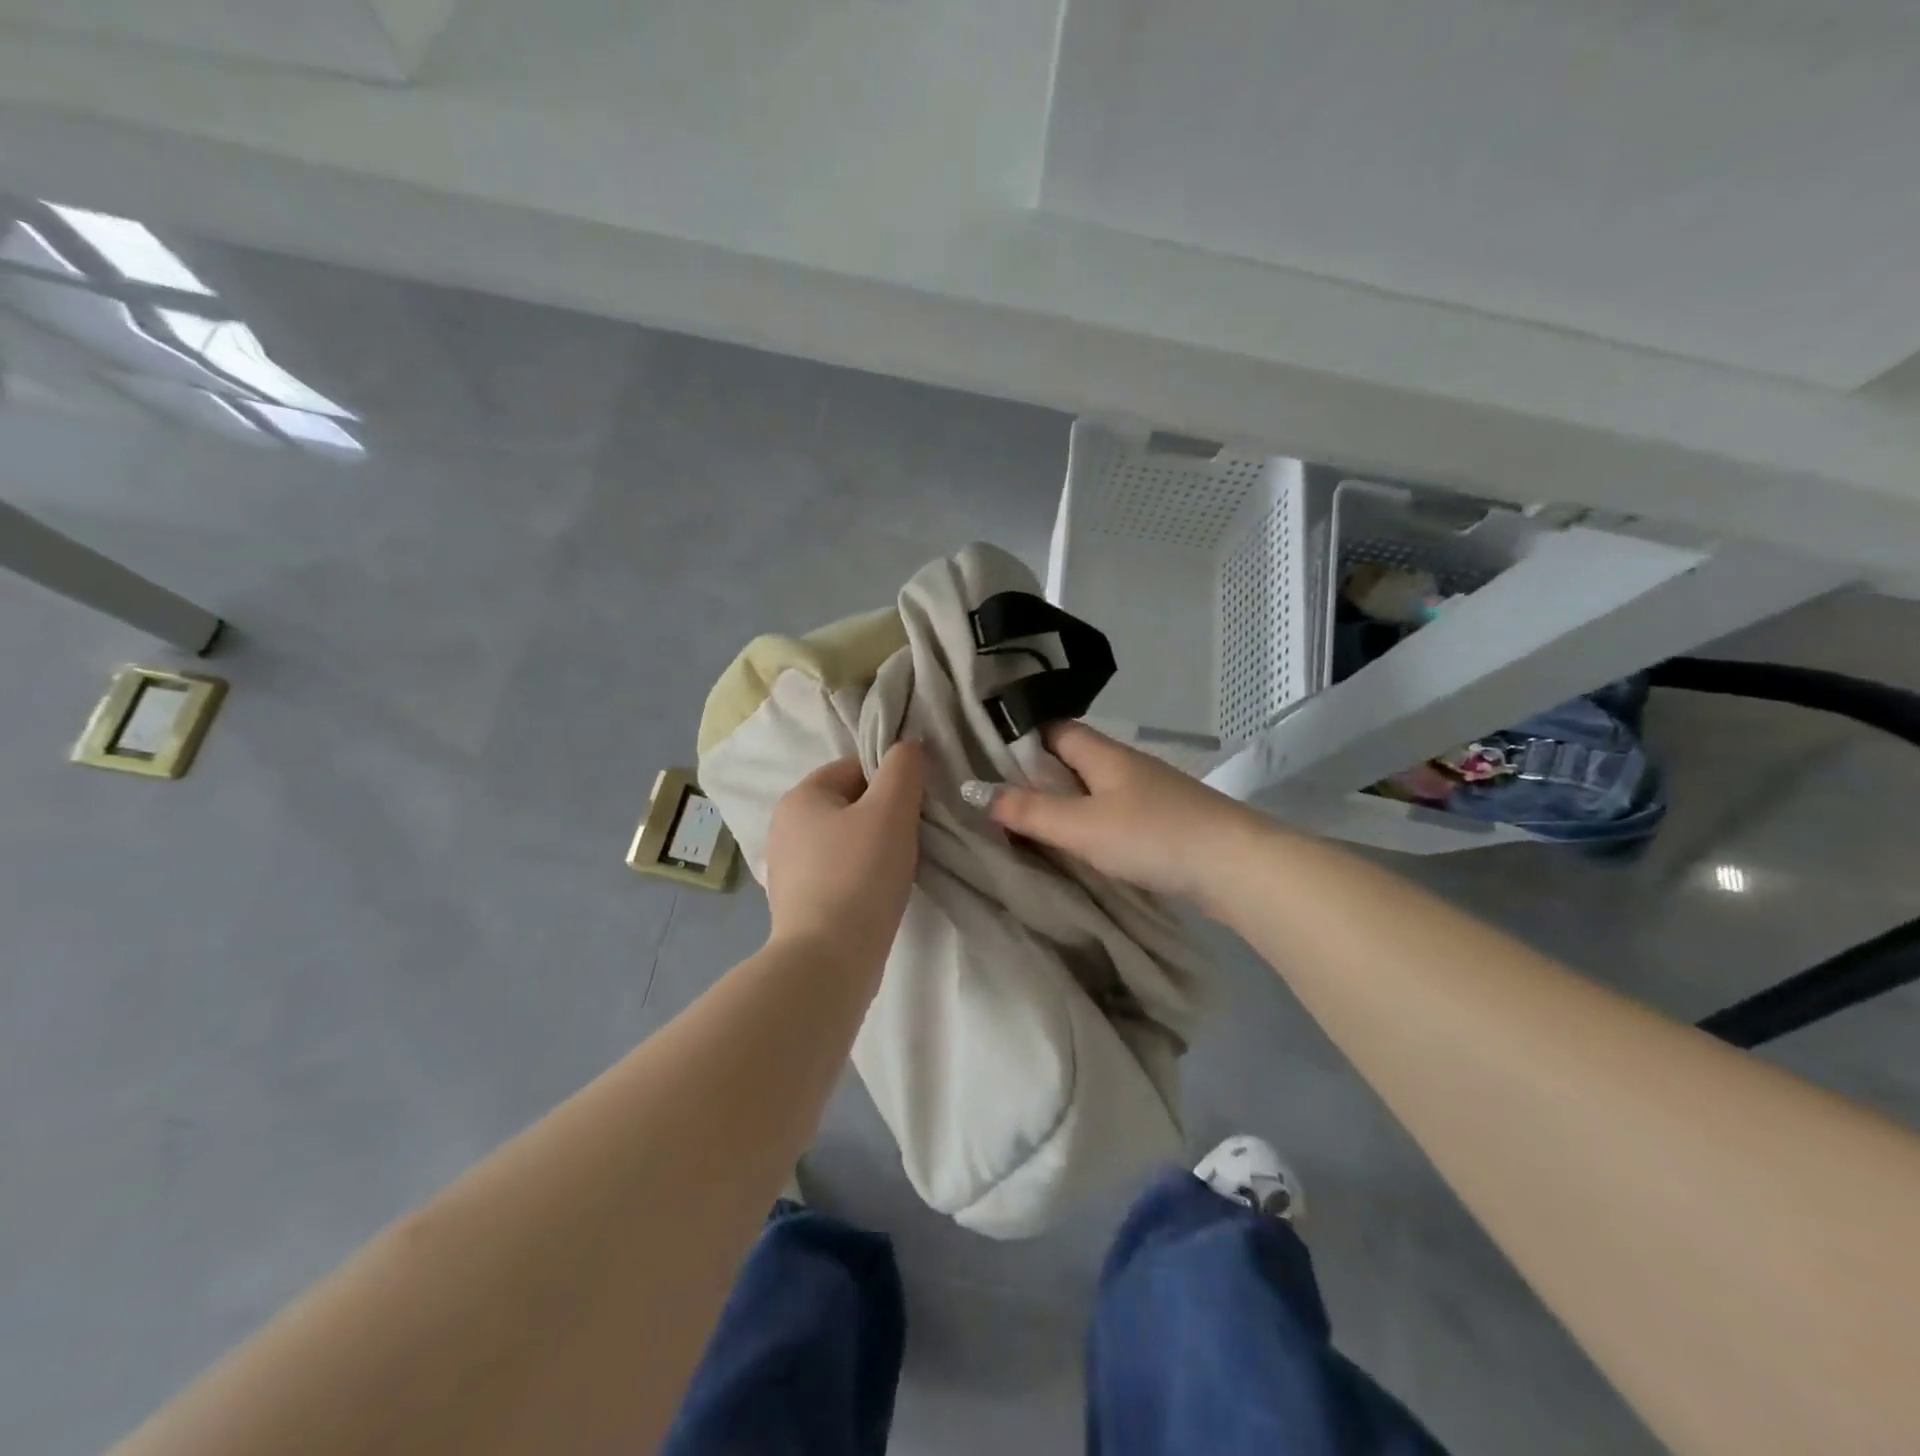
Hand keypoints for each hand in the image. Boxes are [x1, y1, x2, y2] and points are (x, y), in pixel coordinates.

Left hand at [764, 742, 925, 971]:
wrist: (827, 960)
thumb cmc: (860, 875)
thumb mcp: (891, 811)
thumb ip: (903, 769)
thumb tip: (908, 745)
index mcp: (800, 797)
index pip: (854, 768)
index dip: (890, 782)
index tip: (914, 809)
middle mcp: (784, 827)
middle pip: (850, 805)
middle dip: (883, 817)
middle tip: (911, 840)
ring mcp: (787, 868)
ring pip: (845, 841)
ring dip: (874, 849)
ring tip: (898, 871)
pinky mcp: (797, 903)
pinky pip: (837, 874)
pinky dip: (860, 878)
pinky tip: (877, 896)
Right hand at [975, 721, 1254, 900]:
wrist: (1235, 866)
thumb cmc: (1152, 835)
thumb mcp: (1081, 825)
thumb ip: (1029, 811)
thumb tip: (976, 792)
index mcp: (1102, 753)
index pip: (1053, 729)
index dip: (1020, 737)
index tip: (984, 756)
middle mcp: (1124, 765)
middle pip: (1071, 759)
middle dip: (1036, 774)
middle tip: (996, 796)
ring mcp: (1147, 793)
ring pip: (1092, 788)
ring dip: (1063, 801)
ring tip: (1027, 822)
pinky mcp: (1162, 821)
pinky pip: (1112, 812)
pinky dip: (1088, 822)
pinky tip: (1076, 844)